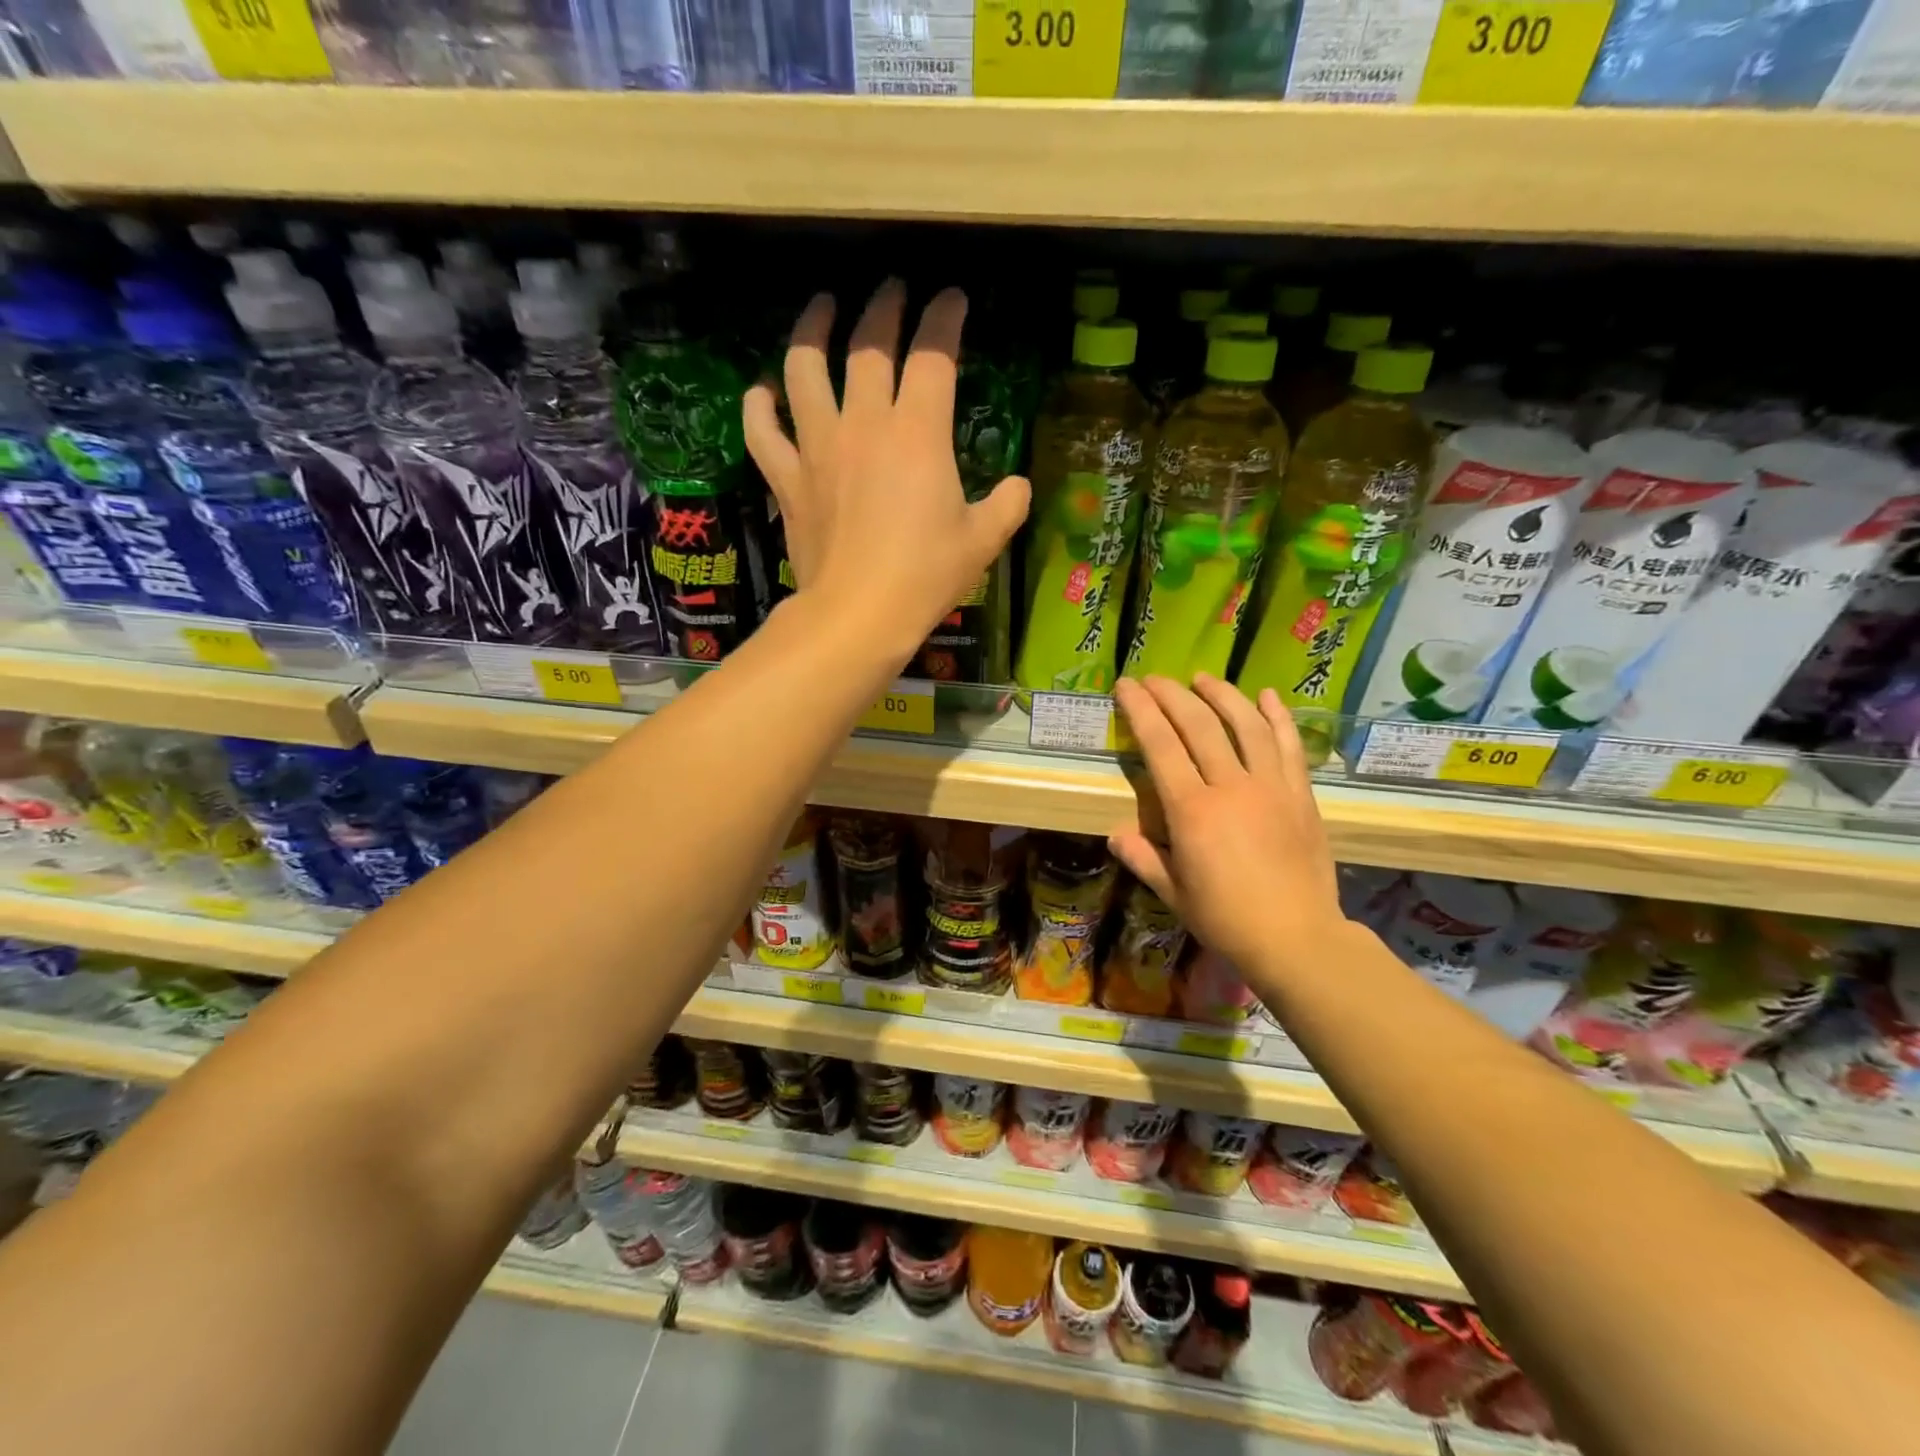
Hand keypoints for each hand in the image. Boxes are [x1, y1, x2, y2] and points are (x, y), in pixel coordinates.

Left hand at [742, 281, 1029, 659]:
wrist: (857, 615)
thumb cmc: (925, 577)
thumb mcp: (983, 542)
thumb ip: (1008, 505)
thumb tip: (1019, 486)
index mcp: (919, 432)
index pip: (934, 354)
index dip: (945, 318)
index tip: (953, 299)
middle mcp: (865, 424)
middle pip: (869, 345)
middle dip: (884, 307)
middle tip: (892, 289)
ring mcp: (818, 447)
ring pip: (804, 369)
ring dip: (811, 330)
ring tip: (821, 309)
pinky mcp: (788, 479)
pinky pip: (763, 431)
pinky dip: (759, 406)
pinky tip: (762, 391)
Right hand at [1109, 674, 1345, 974]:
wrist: (1297, 938)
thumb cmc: (1226, 919)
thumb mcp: (1174, 892)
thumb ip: (1144, 857)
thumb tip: (1116, 833)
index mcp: (1192, 810)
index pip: (1160, 745)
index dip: (1140, 710)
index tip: (1127, 686)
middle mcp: (1231, 786)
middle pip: (1199, 724)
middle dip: (1172, 694)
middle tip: (1154, 678)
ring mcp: (1271, 786)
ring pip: (1246, 724)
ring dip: (1222, 695)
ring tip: (1203, 678)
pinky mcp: (1300, 794)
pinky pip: (1290, 745)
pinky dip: (1278, 717)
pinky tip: (1267, 696)